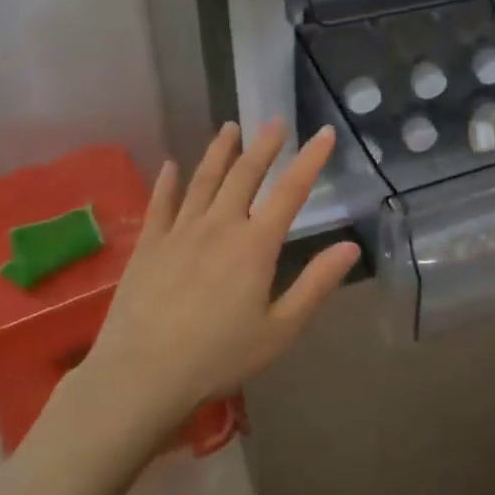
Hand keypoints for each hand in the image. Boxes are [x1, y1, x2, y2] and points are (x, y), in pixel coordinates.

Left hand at [80, 120, 359, 430]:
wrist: (143, 373)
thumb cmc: (219, 356)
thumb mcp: (280, 329)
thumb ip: (316, 285)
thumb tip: (351, 246)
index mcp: (255, 245)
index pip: (290, 191)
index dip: (310, 159)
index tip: (323, 132)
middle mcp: (219, 226)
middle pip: (245, 174)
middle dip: (264, 145)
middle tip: (274, 120)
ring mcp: (180, 231)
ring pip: (204, 179)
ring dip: (220, 151)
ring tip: (230, 127)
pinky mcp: (149, 245)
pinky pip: (161, 203)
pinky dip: (168, 181)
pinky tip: (170, 165)